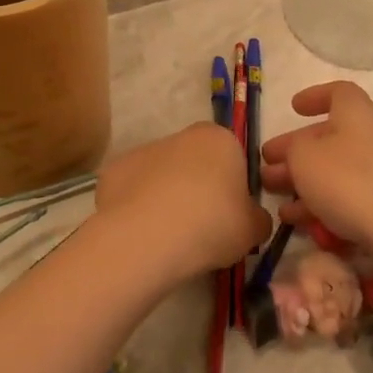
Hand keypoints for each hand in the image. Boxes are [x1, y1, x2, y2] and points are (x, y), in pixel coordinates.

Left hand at [92, 123, 268, 282]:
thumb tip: (253, 219)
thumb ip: (258, 219)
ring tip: (169, 237)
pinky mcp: (113, 171)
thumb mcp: (253, 230)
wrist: (147, 237)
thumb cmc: (211, 224)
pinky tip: (142, 234)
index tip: (230, 216)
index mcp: (219, 139)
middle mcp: (181, 135)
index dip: (233, 188)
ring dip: (167, 198)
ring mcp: (143, 150)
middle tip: (202, 229)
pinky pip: (133, 191)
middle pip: (195, 163)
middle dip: (199, 190)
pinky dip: (138, 208)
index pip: (233, 158)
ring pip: (162, 176)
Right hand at [259, 82, 372, 256]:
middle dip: (294, 151)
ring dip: (301, 180)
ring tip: (272, 194)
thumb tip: (296, 151)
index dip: (314, 96)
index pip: (337, 92)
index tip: (294, 108)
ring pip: (332, 169)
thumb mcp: (304, 157)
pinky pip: (345, 195)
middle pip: (327, 136)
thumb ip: (292, 148)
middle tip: (266, 164)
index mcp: (355, 112)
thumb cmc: (348, 180)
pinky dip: (319, 203)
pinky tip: (295, 220)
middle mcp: (370, 135)